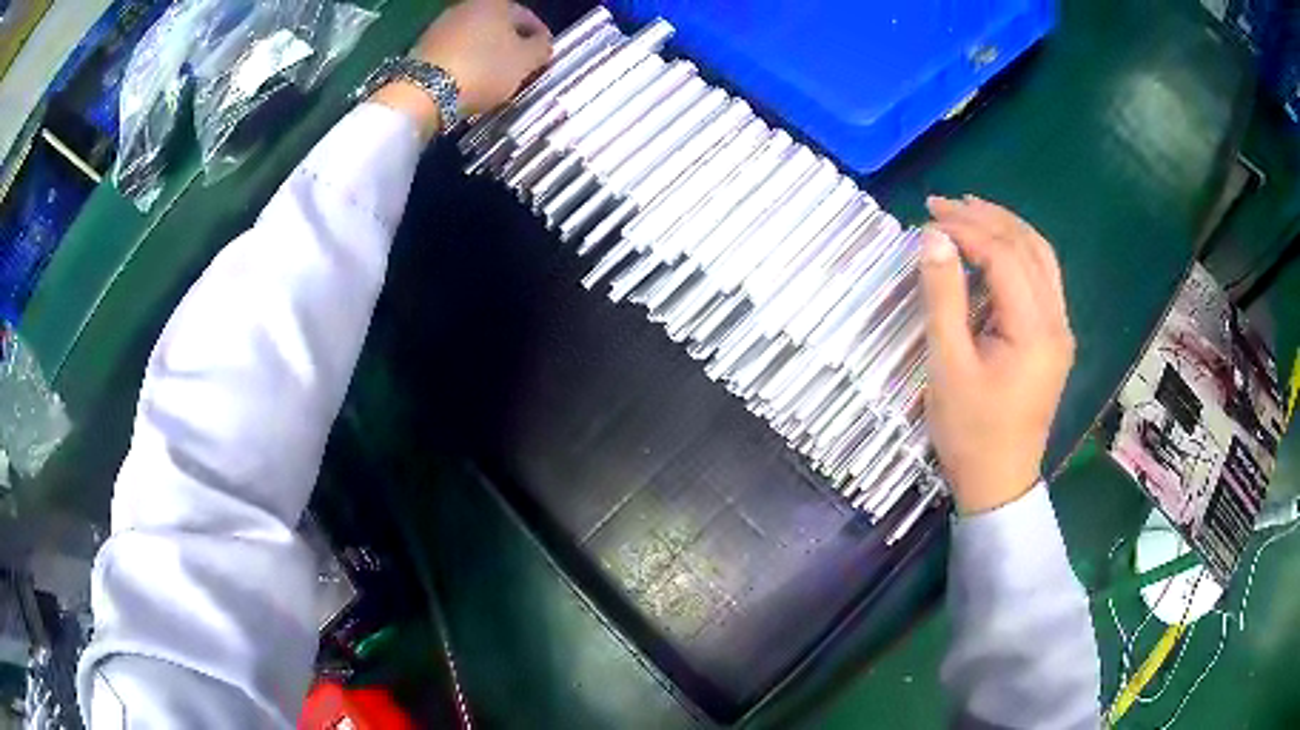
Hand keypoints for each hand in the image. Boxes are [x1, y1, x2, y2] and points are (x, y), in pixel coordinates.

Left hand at [372, 0, 551, 137]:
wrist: (423, 91)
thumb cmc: (483, 70)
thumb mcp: (525, 62)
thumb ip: (541, 49)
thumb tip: (542, 45)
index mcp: (497, 3)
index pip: (529, 18)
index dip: (540, 39)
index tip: (543, 59)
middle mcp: (468, 6)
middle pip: (498, 26)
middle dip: (510, 46)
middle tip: (519, 69)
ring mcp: (442, 24)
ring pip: (475, 38)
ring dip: (486, 54)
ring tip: (493, 79)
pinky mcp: (422, 46)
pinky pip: (454, 52)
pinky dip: (465, 63)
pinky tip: (468, 81)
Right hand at [919, 195, 1074, 514]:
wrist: (999, 482)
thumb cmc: (970, 432)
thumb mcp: (948, 366)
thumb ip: (943, 298)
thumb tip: (932, 238)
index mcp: (1035, 331)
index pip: (1004, 256)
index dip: (967, 229)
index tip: (928, 216)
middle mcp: (1057, 322)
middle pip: (1029, 247)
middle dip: (987, 218)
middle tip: (944, 203)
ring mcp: (1061, 330)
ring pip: (1041, 258)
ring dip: (1006, 228)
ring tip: (969, 211)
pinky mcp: (1055, 338)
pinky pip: (1042, 278)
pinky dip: (1017, 252)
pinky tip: (993, 248)